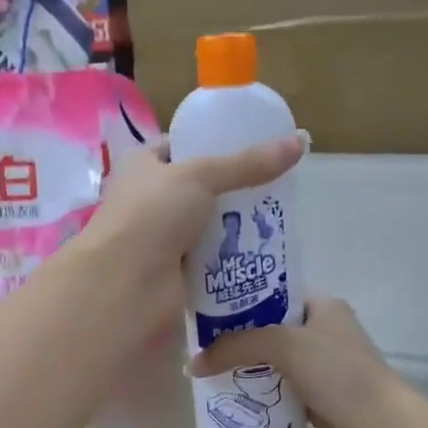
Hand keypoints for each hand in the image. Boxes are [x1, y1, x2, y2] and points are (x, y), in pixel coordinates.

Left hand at [81, 134, 305, 325]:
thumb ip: (248, 163)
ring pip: (206, 226)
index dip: (211, 144)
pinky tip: (261, 253)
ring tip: (275, 219)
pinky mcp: (175, 273)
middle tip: (274, 187)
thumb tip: (300, 141)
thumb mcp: (201, 176)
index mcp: (142, 166)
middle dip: (232, 190)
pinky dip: (231, 258)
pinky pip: (210, 260)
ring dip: (235, 226)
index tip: (252, 147)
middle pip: (198, 189)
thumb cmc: (152, 216)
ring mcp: (161, 239)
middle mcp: (148, 201)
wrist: (127, 286)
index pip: (179, 147)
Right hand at [189, 296, 412, 427]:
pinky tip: (230, 396)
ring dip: (245, 367)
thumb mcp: (285, 345)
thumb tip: (194, 364)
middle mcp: (322, 331)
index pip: (275, 292)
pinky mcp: (316, 397)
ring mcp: (320, 367)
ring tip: (207, 370)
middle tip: (200, 342)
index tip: (207, 307)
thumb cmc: (337, 373)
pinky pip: (278, 388)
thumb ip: (238, 346)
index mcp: (323, 306)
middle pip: (269, 328)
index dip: (242, 297)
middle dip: (237, 337)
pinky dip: (258, 392)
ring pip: (272, 361)